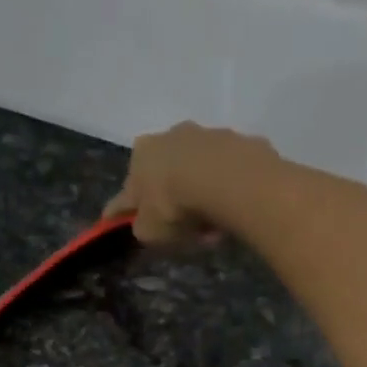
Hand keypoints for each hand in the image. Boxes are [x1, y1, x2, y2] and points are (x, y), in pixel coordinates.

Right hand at [103, 122, 279, 247]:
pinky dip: (227, 191)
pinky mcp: (238, 141)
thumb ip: (142, 227)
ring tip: (215, 228)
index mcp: (141, 154)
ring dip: (203, 198)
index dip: (128, 209)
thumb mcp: (149, 230)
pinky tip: (233, 211)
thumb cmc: (174, 204)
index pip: (129, 187)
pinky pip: (228, 174)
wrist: (225, 178)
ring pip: (200, 173)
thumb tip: (145, 225)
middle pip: (168, 175)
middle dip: (174, 202)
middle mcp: (170, 136)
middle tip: (185, 231)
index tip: (127, 223)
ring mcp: (206, 135)